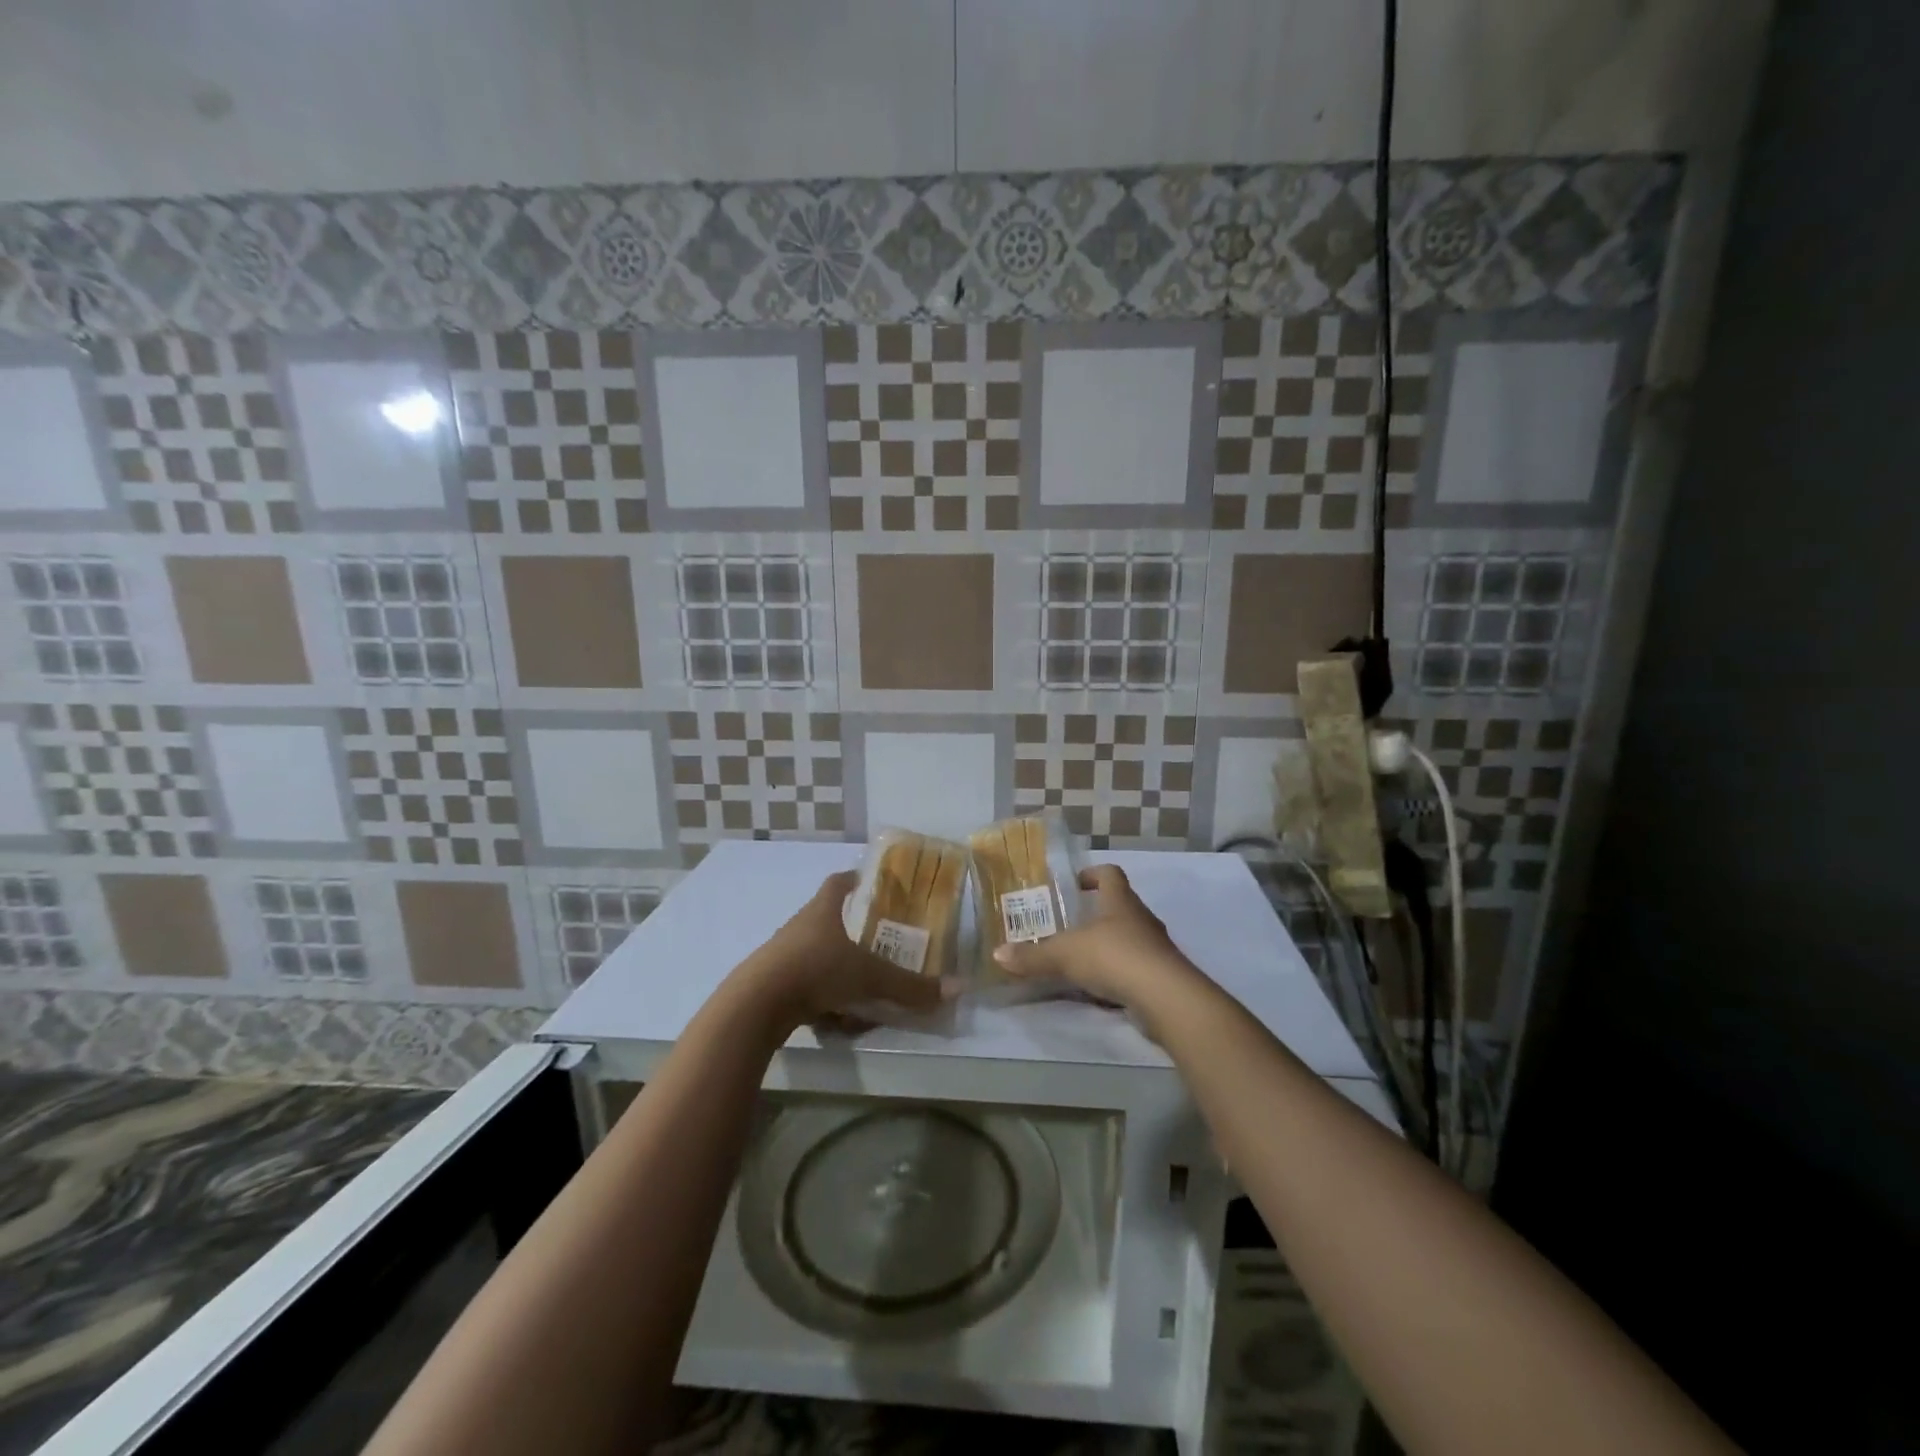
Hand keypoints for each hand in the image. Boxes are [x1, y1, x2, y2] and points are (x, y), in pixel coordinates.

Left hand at [729, 871, 946, 1036]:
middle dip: (853, 932)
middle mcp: (801, 926)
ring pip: (817, 956)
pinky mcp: (773, 984)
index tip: (872, 883)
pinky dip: (823, 1000)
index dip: (855, 879)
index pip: (839, 882)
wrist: (757, 1004)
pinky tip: (837, 1020)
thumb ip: (910, 986)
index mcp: (822, 909)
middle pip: (828, 919)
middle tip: (880, 944)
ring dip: (838, 971)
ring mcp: (783, 955)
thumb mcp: (869, 977)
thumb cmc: (816, 970)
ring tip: (863, 990)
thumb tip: (957, 989)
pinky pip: (806, 986)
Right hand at [991, 864, 1193, 1010]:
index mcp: (1120, 900)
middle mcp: (1141, 918)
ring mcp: (1155, 947)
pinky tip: (1100, 987)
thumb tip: (997, 954)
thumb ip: (1032, 956)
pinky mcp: (1162, 975)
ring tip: (1080, 957)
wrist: (1165, 997)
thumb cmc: (1114, 957)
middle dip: (1096, 912)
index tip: (1075, 884)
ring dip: (1108, 944)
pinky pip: (1136, 966)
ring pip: (1129, 937)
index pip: (1110, 873)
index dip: (1093, 874)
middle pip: (1120, 905)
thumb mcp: (1064, 955)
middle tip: (1069, 924)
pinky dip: (1119, 972)